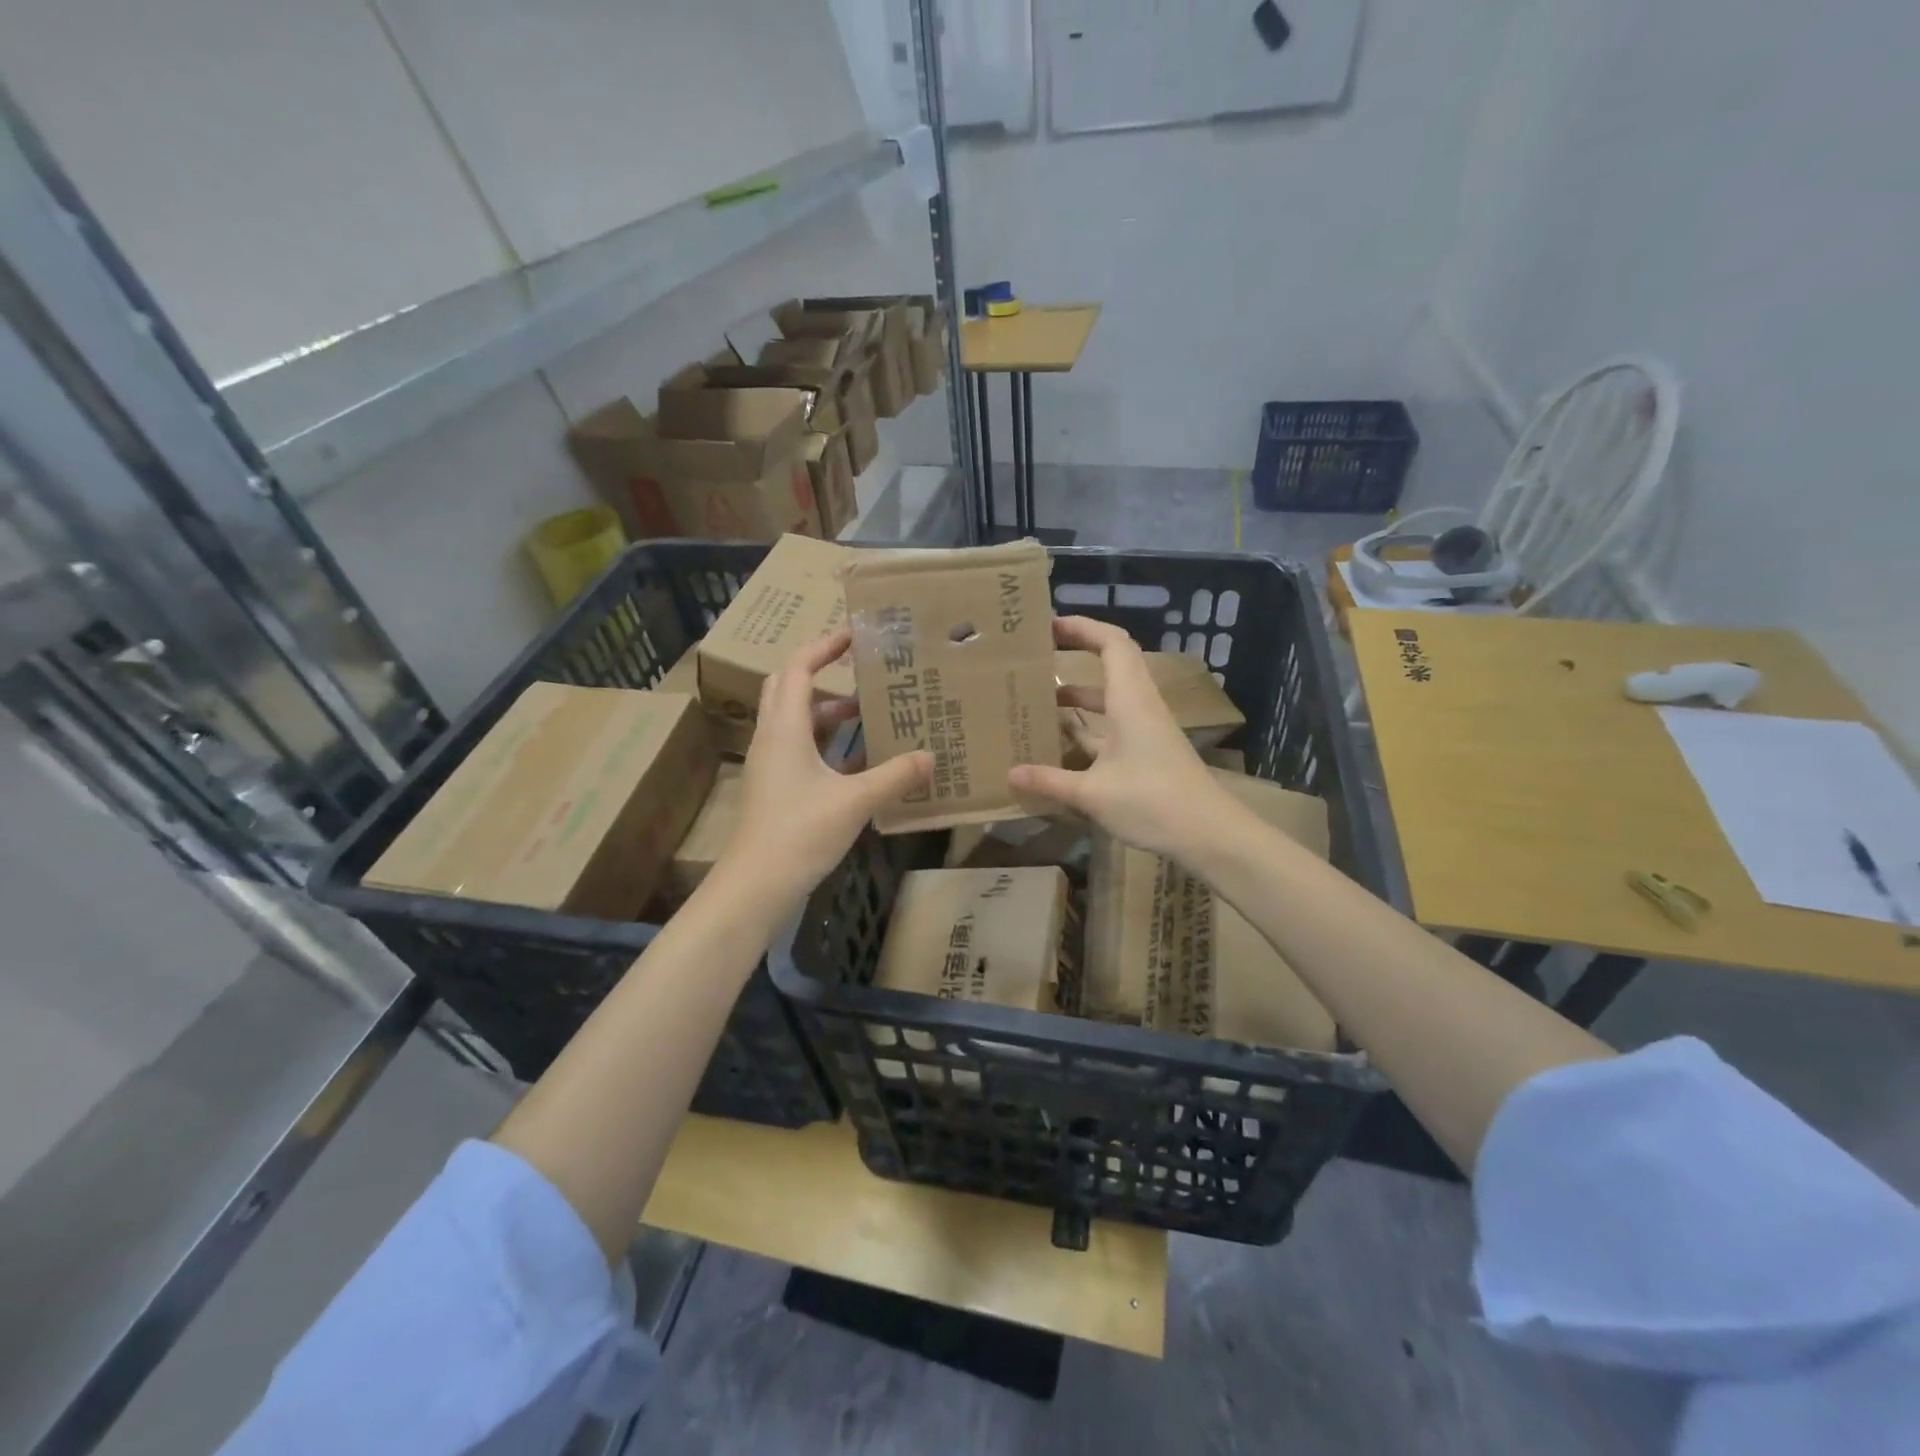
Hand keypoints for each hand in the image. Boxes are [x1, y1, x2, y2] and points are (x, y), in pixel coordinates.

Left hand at [713, 629, 930, 919]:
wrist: (755, 886)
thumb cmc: (799, 833)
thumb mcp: (854, 801)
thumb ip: (894, 776)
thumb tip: (930, 756)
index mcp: (784, 729)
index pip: (798, 669)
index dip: (823, 646)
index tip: (855, 635)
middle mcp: (772, 738)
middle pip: (788, 688)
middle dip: (821, 673)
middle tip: (858, 670)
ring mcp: (770, 765)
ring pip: (794, 721)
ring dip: (826, 710)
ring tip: (866, 712)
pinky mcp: (775, 788)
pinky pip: (799, 749)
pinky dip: (825, 743)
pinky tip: (857, 760)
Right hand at [1008, 616, 1230, 861]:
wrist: (1208, 834)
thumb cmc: (1152, 802)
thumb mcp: (1092, 794)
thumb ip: (1049, 781)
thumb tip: (1010, 773)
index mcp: (1130, 700)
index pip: (1111, 644)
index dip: (1082, 627)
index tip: (1048, 625)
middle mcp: (1139, 706)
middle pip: (1111, 664)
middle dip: (1076, 654)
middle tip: (1037, 657)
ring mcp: (1144, 730)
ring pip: (1109, 698)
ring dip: (1078, 695)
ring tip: (1038, 699)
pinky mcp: (1146, 752)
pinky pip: (1111, 726)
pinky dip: (1086, 726)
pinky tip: (1060, 743)